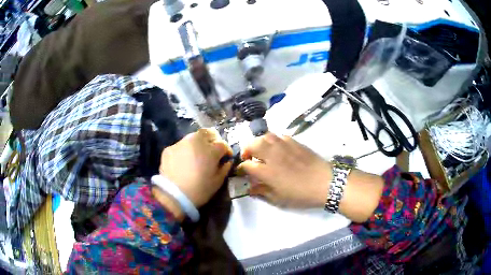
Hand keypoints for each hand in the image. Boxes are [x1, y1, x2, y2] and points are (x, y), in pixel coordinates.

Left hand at [158, 128, 231, 208]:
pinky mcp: (169, 148)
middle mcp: (196, 141)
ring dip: (198, 143)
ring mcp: (181, 143)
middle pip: (208, 133)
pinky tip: (183, 161)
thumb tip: (227, 161)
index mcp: (211, 150)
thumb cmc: (199, 190)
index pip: (223, 144)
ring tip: (197, 154)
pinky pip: (180, 146)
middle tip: (212, 149)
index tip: (226, 157)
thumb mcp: (217, 182)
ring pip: (193, 137)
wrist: (173, 195)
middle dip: (213, 139)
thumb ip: (224, 169)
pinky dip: (185, 150)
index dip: (226, 150)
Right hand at [238, 133, 331, 208]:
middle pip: (253, 144)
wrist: (325, 182)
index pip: (247, 165)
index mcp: (267, 171)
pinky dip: (273, 140)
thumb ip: (262, 192)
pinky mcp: (295, 142)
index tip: (242, 172)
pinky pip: (279, 136)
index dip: (242, 168)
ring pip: (265, 136)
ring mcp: (284, 146)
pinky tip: (277, 148)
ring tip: (262, 150)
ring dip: (259, 142)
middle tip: (250, 158)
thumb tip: (250, 188)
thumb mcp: (279, 199)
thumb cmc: (301, 194)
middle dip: (247, 150)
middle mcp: (273, 155)